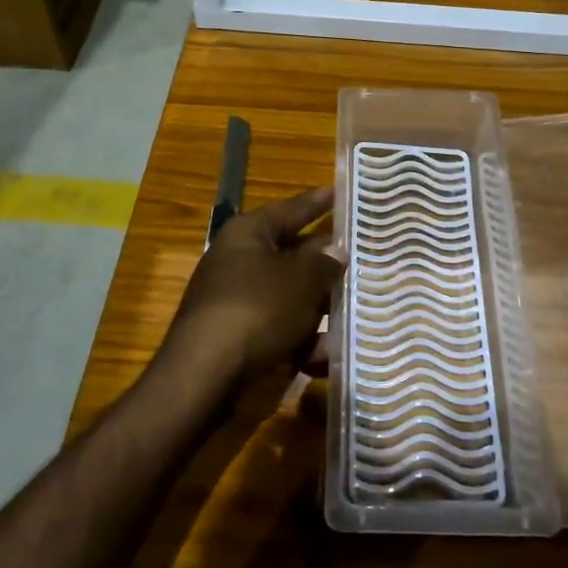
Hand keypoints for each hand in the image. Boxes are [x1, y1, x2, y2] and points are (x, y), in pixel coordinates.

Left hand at [162, 185, 344, 389]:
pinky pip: (279, 328)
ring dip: (320, 308)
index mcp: (249, 233)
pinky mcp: (237, 335)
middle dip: (326, 263)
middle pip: (292, 254)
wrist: (204, 376)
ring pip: (289, 295)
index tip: (340, 191)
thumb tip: (336, 250)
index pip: (291, 209)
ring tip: (358, 312)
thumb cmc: (256, 310)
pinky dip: (302, 340)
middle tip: (364, 257)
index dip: (318, 201)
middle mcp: (239, 260)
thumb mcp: (300, 281)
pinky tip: (326, 356)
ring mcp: (236, 299)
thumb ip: (323, 264)